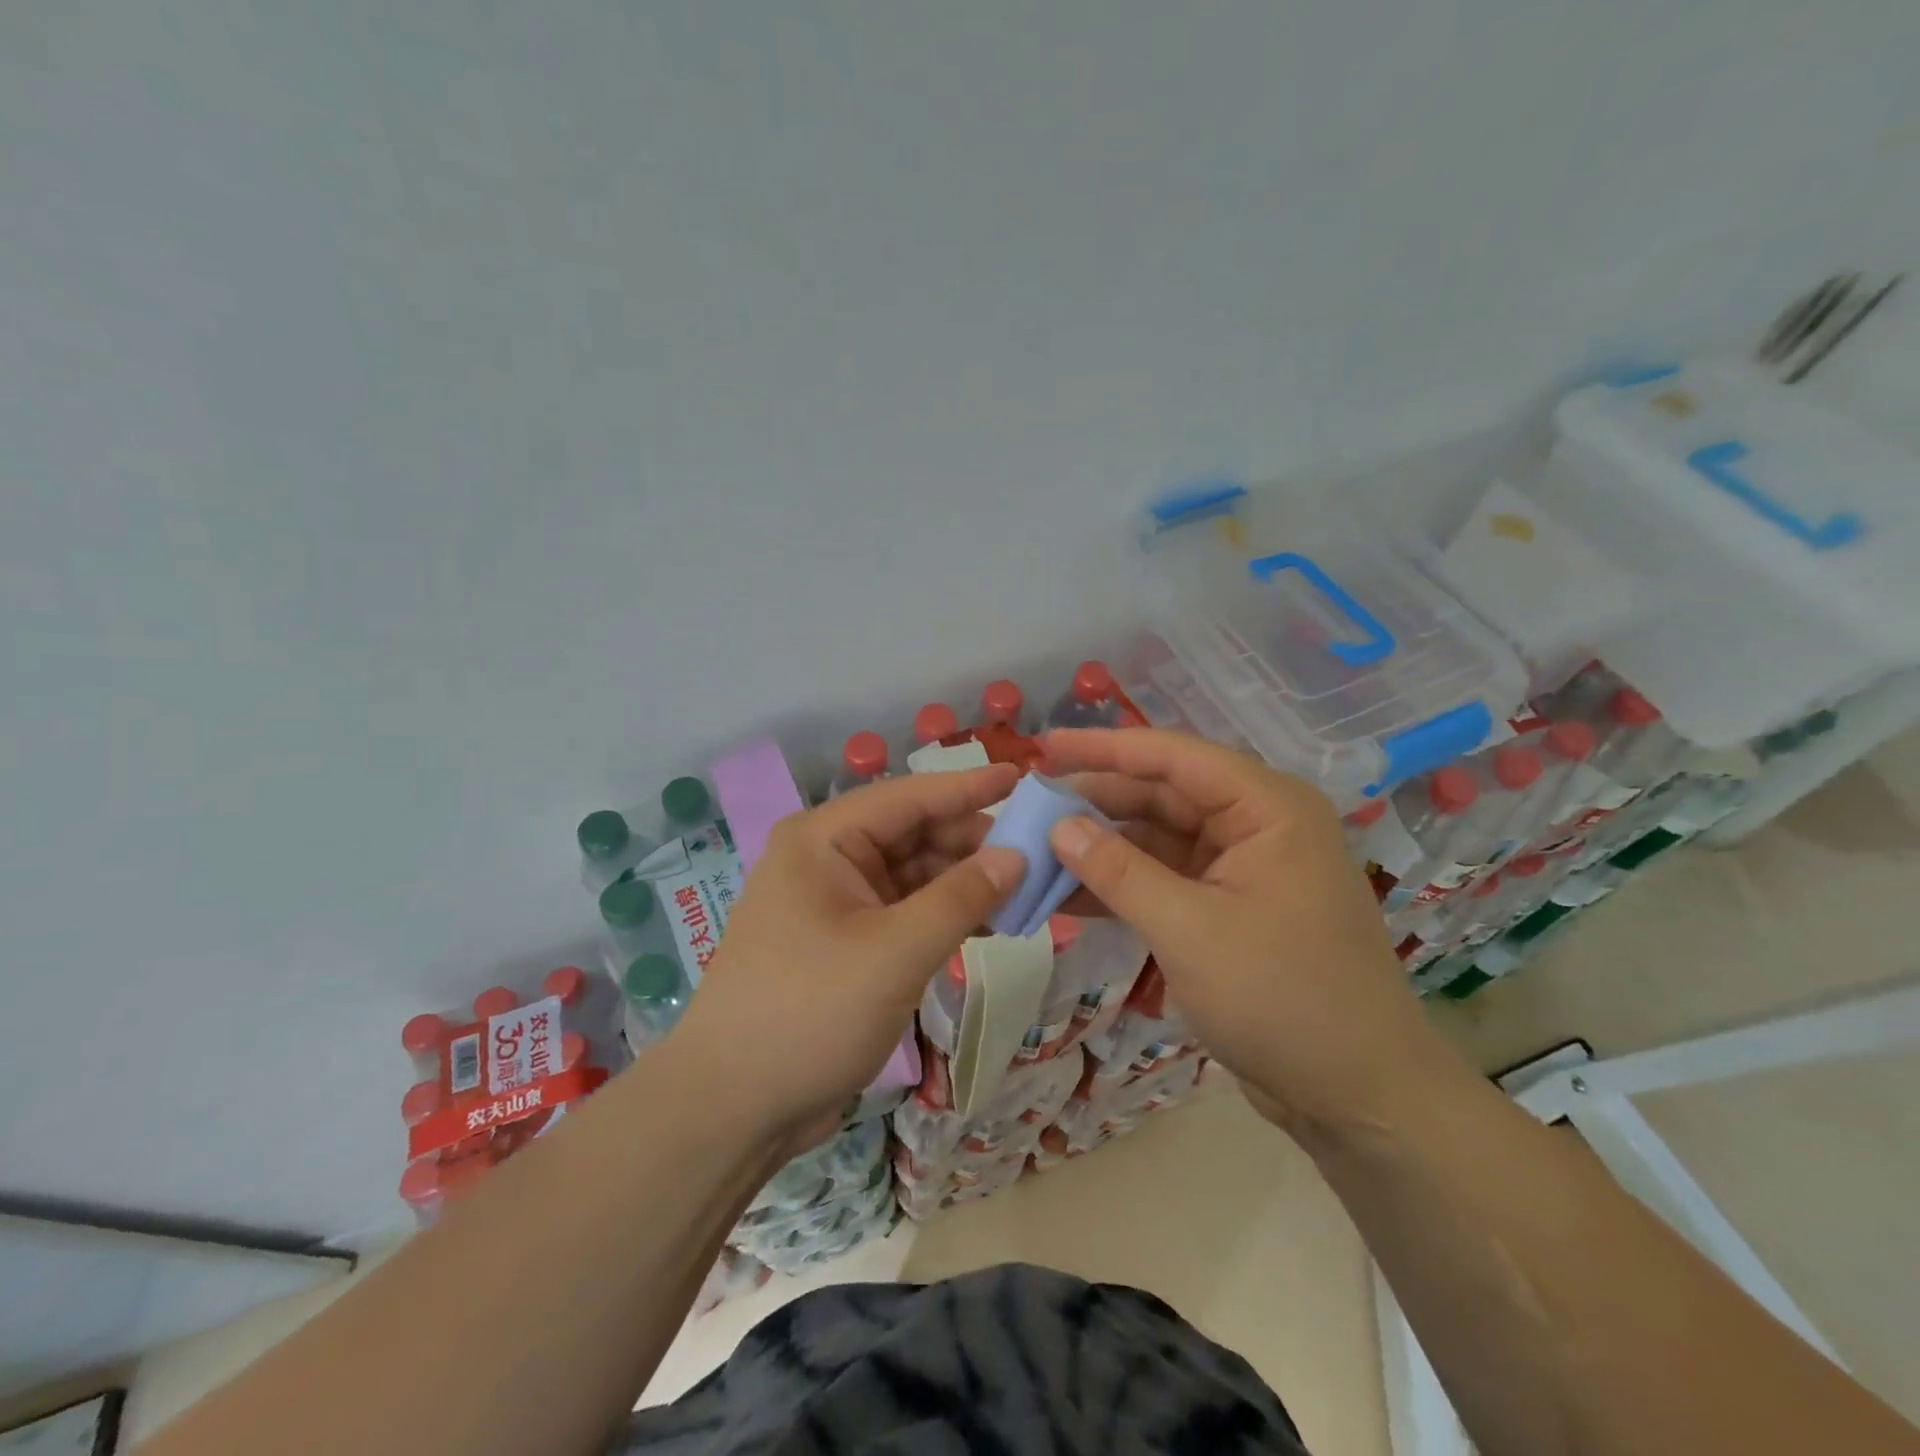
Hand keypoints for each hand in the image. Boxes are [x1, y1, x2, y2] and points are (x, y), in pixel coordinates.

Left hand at [674, 763, 1023, 1153]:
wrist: (733, 1107)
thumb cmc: (810, 1012)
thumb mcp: (895, 952)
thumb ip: (961, 899)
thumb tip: (1017, 855)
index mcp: (824, 840)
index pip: (909, 797)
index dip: (969, 786)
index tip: (1026, 776)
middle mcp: (827, 859)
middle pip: (913, 834)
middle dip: (972, 842)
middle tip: (1039, 850)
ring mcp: (835, 902)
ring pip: (913, 874)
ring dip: (964, 881)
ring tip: (1026, 887)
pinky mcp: (845, 941)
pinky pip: (905, 911)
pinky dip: (945, 914)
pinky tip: (991, 921)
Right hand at [1043, 728, 1458, 1136]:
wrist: (1357, 1097)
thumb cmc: (1283, 998)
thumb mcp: (1188, 930)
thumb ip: (1118, 871)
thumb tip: (1057, 826)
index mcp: (1266, 807)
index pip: (1173, 756)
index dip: (1103, 748)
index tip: (1043, 746)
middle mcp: (1256, 824)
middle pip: (1162, 793)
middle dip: (1096, 801)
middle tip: (1029, 806)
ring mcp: (1242, 867)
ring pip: (1157, 838)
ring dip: (1102, 846)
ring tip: (1036, 849)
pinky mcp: (1228, 907)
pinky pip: (1164, 879)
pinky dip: (1121, 884)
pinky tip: (1068, 893)